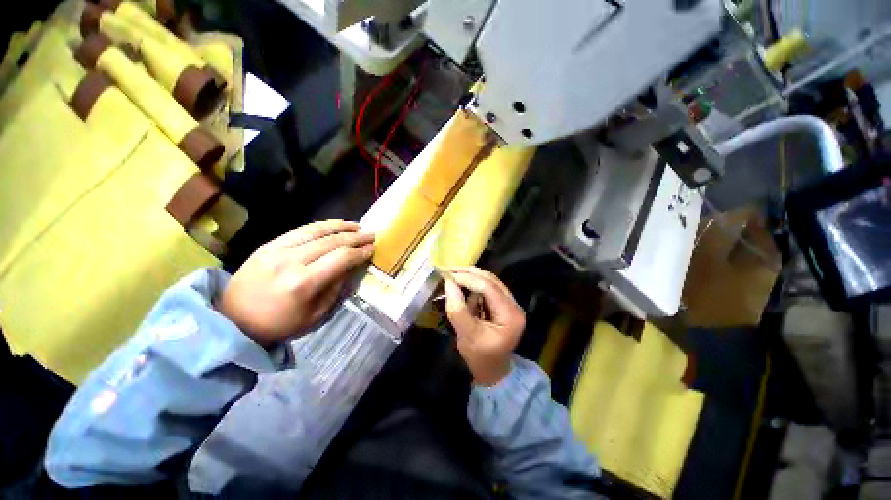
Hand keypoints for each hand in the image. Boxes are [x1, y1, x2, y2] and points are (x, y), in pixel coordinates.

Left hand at [217, 220, 374, 345]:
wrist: (233, 320)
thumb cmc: (280, 324)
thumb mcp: (316, 315)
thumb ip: (336, 288)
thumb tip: (350, 267)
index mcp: (303, 283)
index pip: (341, 258)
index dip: (360, 252)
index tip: (372, 249)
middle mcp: (291, 261)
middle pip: (331, 241)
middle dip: (355, 237)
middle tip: (371, 235)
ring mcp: (277, 249)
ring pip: (316, 230)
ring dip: (340, 226)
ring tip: (357, 225)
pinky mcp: (268, 244)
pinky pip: (300, 230)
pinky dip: (321, 225)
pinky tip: (334, 225)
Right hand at [443, 266, 525, 385]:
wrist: (492, 370)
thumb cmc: (480, 357)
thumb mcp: (466, 336)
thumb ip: (457, 309)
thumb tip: (449, 283)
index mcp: (510, 315)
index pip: (489, 288)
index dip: (468, 279)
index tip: (448, 276)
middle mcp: (514, 305)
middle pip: (491, 281)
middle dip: (469, 273)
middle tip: (449, 270)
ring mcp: (509, 303)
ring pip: (490, 281)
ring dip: (471, 276)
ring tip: (453, 274)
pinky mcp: (502, 304)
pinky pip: (487, 288)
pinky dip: (473, 284)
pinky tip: (462, 283)